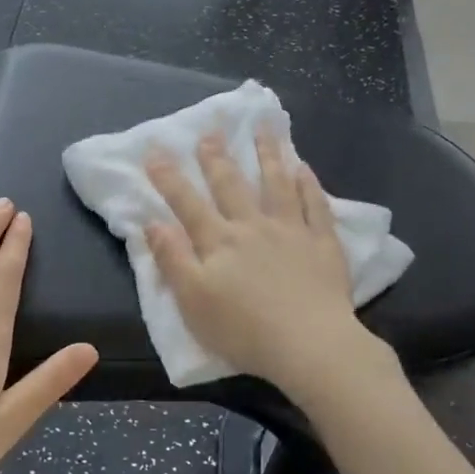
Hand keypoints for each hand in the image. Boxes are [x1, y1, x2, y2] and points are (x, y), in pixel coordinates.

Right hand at [144, 130, 367, 395]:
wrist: (310, 345)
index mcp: (219, 241)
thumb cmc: (243, 329)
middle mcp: (252, 226)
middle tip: (210, 130)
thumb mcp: (192, 300)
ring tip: (263, 128)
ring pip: (276, 184)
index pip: (187, 202)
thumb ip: (172, 259)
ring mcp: (291, 231)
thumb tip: (152, 222)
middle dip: (216, 157)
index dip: (168, 176)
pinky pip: (316, 205)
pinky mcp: (322, 244)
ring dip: (267, 154)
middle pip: (231, 185)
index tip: (155, 149)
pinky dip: (308, 184)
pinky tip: (303, 168)